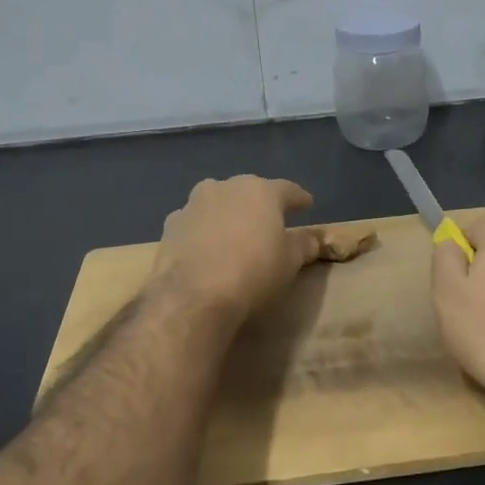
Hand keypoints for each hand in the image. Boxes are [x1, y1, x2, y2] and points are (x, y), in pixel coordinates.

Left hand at [149, 176, 322, 323]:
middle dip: (260, 204)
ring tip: (235, 234)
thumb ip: (304, 245)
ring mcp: (194, 204)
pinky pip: (196, 223)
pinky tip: (207, 249)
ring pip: (218, 203)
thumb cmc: (253, 273)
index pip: (287, 190)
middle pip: (249, 192)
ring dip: (229, 214)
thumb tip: (313, 238)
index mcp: (261, 191)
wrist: (193, 296)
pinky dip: (204, 231)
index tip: (307, 205)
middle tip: (270, 221)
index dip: (299, 199)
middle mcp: (226, 187)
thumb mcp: (290, 262)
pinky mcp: (170, 225)